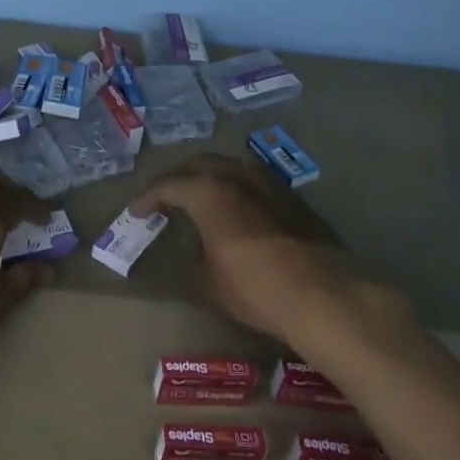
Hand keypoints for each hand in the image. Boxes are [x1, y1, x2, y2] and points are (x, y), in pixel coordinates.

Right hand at [135, 153, 401, 345]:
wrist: (323, 295)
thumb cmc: (255, 288)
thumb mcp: (209, 281)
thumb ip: (196, 256)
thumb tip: (198, 250)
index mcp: (208, 191)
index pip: (168, 185)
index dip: (147, 198)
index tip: (136, 212)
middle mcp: (237, 175)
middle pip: (199, 165)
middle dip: (178, 179)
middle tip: (165, 198)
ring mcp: (269, 183)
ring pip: (230, 168)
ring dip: (210, 179)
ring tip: (200, 199)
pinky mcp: (293, 198)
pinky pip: (254, 183)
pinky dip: (236, 190)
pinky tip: (236, 211)